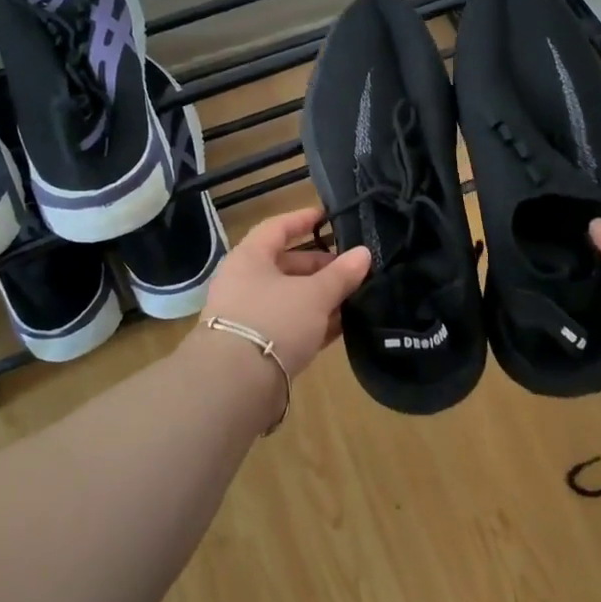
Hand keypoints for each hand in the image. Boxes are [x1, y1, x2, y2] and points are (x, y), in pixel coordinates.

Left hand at [198, 206, 371, 380]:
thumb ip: (341, 274)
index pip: (277, 227)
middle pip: (286, 265)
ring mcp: (248, 316)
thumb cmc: (274, 321)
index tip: (330, 217)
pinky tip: (341, 326)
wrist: (236, 384)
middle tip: (353, 269)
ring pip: (290, 297)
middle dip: (321, 266)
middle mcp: (244, 282)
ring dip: (320, 297)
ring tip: (355, 297)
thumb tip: (364, 253)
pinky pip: (289, 325)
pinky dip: (312, 323)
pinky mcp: (256, 346)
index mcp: (250, 258)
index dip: (304, 219)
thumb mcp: (314, 294)